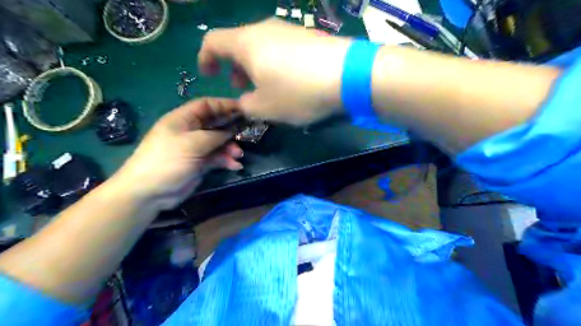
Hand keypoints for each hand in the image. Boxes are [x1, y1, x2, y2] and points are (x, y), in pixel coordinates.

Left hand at [114, 97, 242, 208]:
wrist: (150, 192)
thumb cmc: (167, 161)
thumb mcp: (192, 144)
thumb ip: (215, 135)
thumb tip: (232, 130)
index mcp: (183, 120)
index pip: (206, 105)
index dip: (224, 104)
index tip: (243, 109)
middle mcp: (191, 131)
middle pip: (215, 123)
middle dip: (231, 128)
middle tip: (246, 133)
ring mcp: (196, 148)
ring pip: (219, 142)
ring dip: (231, 147)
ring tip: (238, 155)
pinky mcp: (200, 163)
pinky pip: (218, 157)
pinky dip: (227, 160)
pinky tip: (235, 166)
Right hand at [198, 18, 351, 124]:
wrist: (348, 75)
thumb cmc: (298, 92)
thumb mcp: (265, 108)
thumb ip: (246, 106)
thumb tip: (245, 101)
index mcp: (246, 43)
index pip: (213, 41)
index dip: (205, 58)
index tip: (209, 75)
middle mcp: (265, 29)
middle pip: (239, 43)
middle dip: (234, 66)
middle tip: (239, 87)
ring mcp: (290, 30)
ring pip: (262, 46)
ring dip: (256, 66)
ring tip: (264, 87)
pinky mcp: (309, 37)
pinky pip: (282, 48)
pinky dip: (275, 63)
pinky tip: (289, 81)